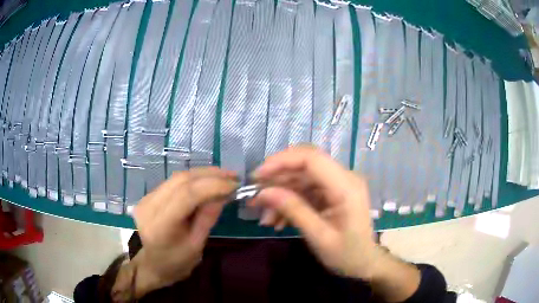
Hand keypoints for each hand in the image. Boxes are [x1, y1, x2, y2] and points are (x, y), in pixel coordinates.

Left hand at [126, 167, 237, 296]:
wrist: (152, 264)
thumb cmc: (176, 262)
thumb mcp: (196, 246)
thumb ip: (207, 218)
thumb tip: (223, 194)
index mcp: (160, 225)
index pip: (186, 195)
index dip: (212, 185)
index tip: (234, 185)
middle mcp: (149, 206)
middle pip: (181, 180)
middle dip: (210, 175)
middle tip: (233, 176)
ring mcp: (146, 198)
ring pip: (177, 177)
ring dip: (202, 174)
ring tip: (224, 176)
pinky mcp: (149, 195)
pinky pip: (174, 181)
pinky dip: (193, 179)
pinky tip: (207, 181)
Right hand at [251, 146, 377, 278]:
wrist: (364, 263)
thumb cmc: (347, 254)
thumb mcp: (319, 236)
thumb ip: (293, 210)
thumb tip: (263, 192)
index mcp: (346, 186)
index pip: (311, 158)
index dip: (282, 161)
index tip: (258, 176)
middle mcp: (344, 178)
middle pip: (305, 165)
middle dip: (277, 179)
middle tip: (255, 198)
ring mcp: (338, 184)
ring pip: (302, 178)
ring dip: (280, 194)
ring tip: (264, 218)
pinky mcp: (332, 192)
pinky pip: (306, 190)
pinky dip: (290, 202)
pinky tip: (277, 220)